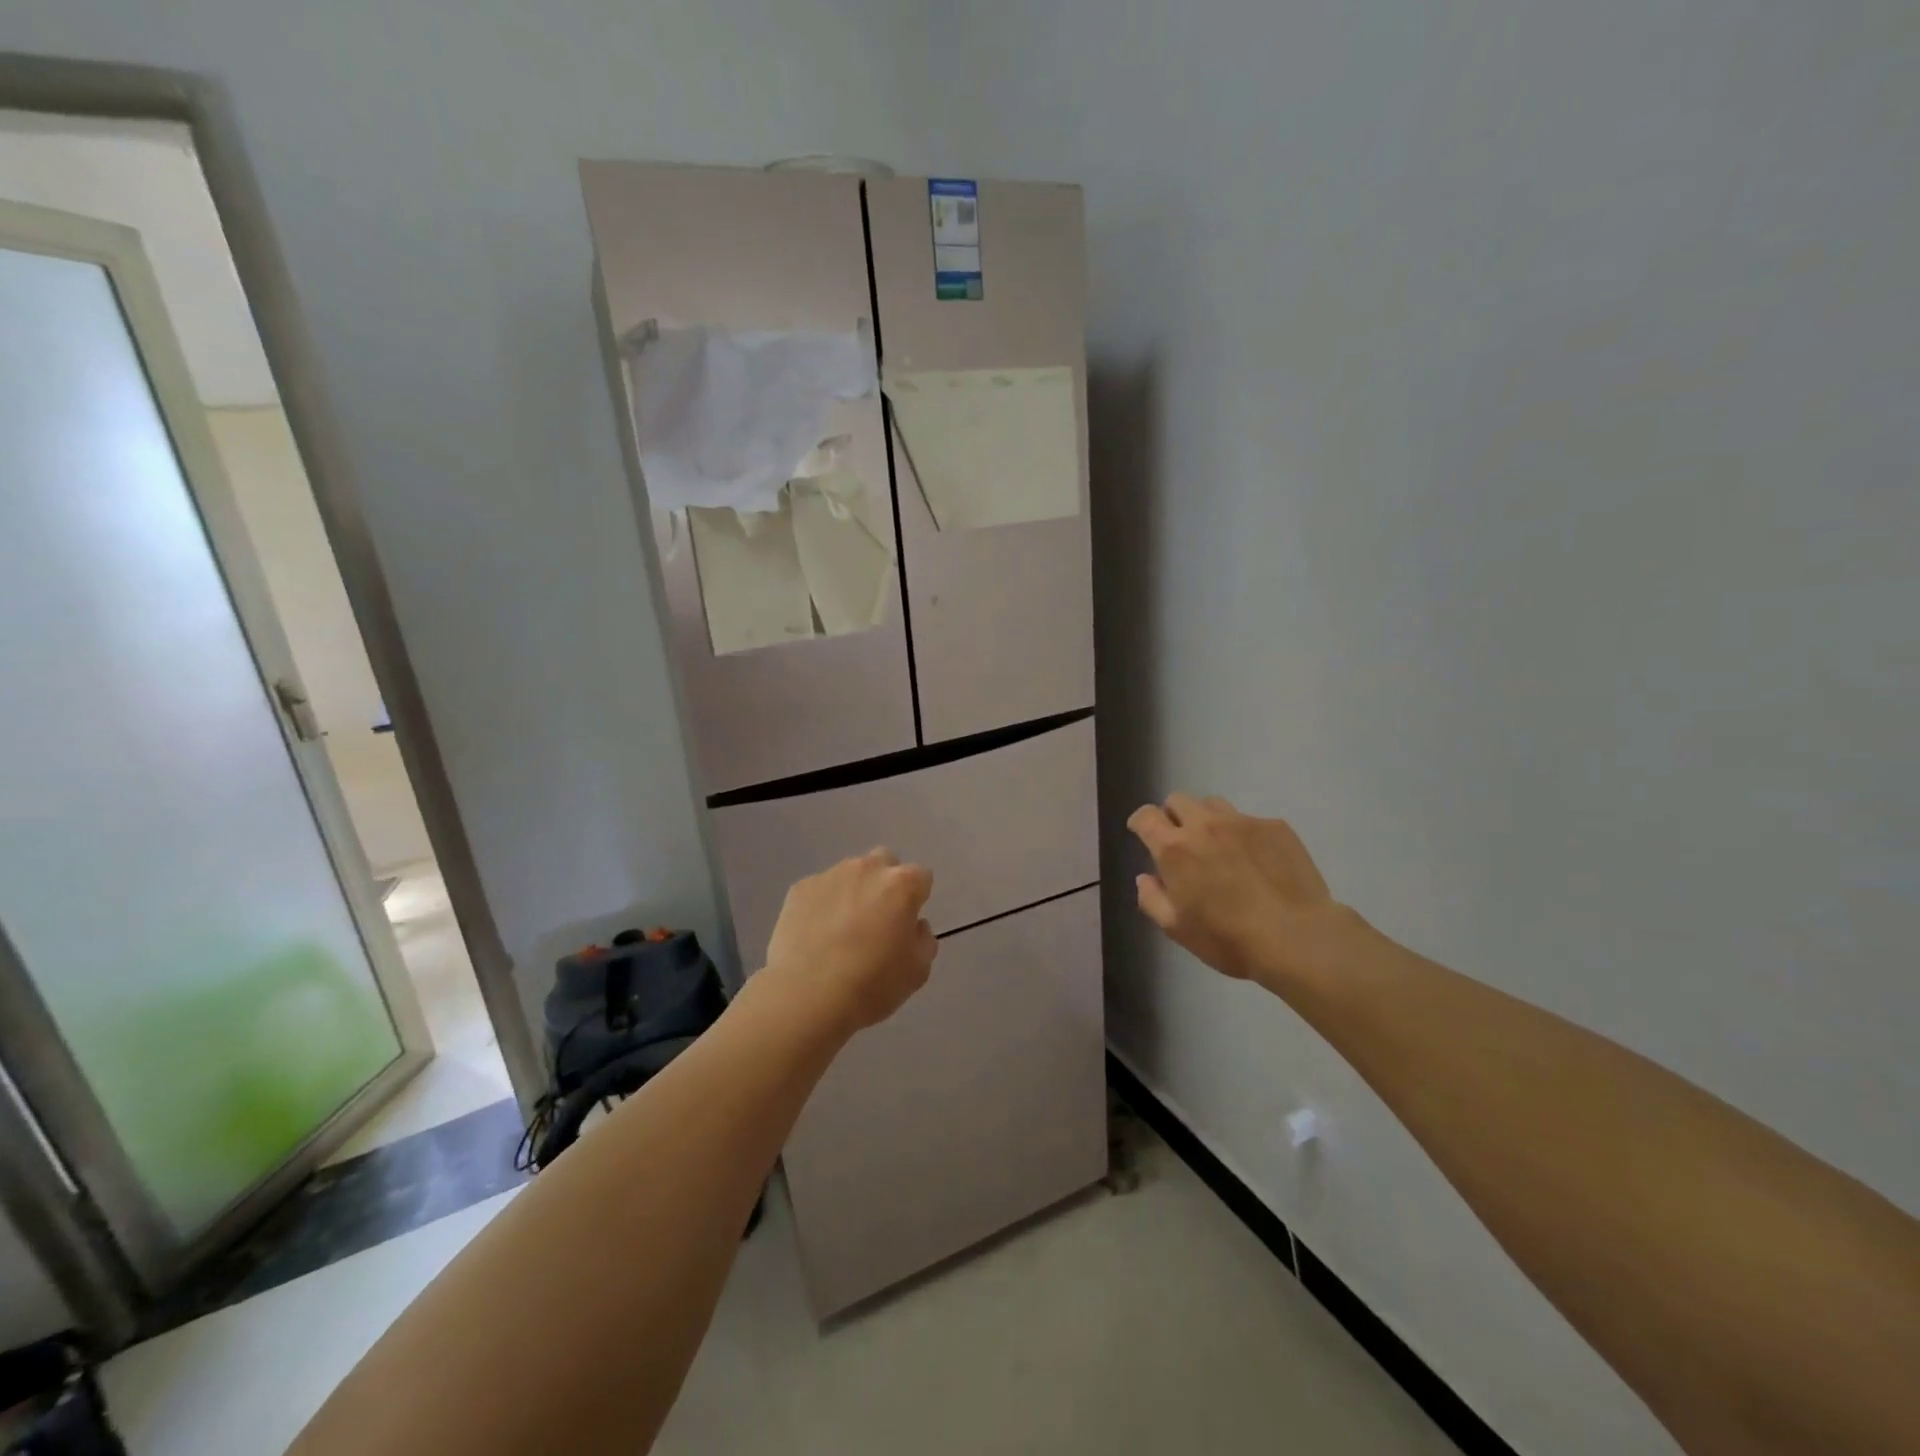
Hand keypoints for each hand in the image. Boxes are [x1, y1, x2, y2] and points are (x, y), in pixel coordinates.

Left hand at [761, 849, 937, 1036]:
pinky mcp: (800, 888)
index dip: (917, 899)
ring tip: (841, 931)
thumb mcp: (918, 971)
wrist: (807, 996)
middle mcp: (867, 869)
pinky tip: (816, 936)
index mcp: (902, 884)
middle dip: (885, 883)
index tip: (907, 924)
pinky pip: (820, 890)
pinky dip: (823, 905)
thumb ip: (923, 939)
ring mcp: (830, 875)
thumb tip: (914, 925)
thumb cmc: (871, 984)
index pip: (921, 877)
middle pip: (885, 862)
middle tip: (878, 919)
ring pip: (850, 874)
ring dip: (853, 892)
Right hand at [1127, 793, 1357, 989]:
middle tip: (1182, 842)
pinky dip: (1243, 834)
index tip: (1142, 833)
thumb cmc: (1229, 939)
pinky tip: (1257, 861)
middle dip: (1173, 816)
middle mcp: (1205, 825)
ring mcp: (1242, 822)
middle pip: (1178, 800)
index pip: (1146, 816)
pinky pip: (1249, 820)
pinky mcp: (1275, 827)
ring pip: (1213, 804)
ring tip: (1219, 847)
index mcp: (1174, 849)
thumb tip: (1145, 878)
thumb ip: (1152, 899)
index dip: (1140, 822)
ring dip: (1206, 819)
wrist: (1298, 938)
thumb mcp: (1177, 929)